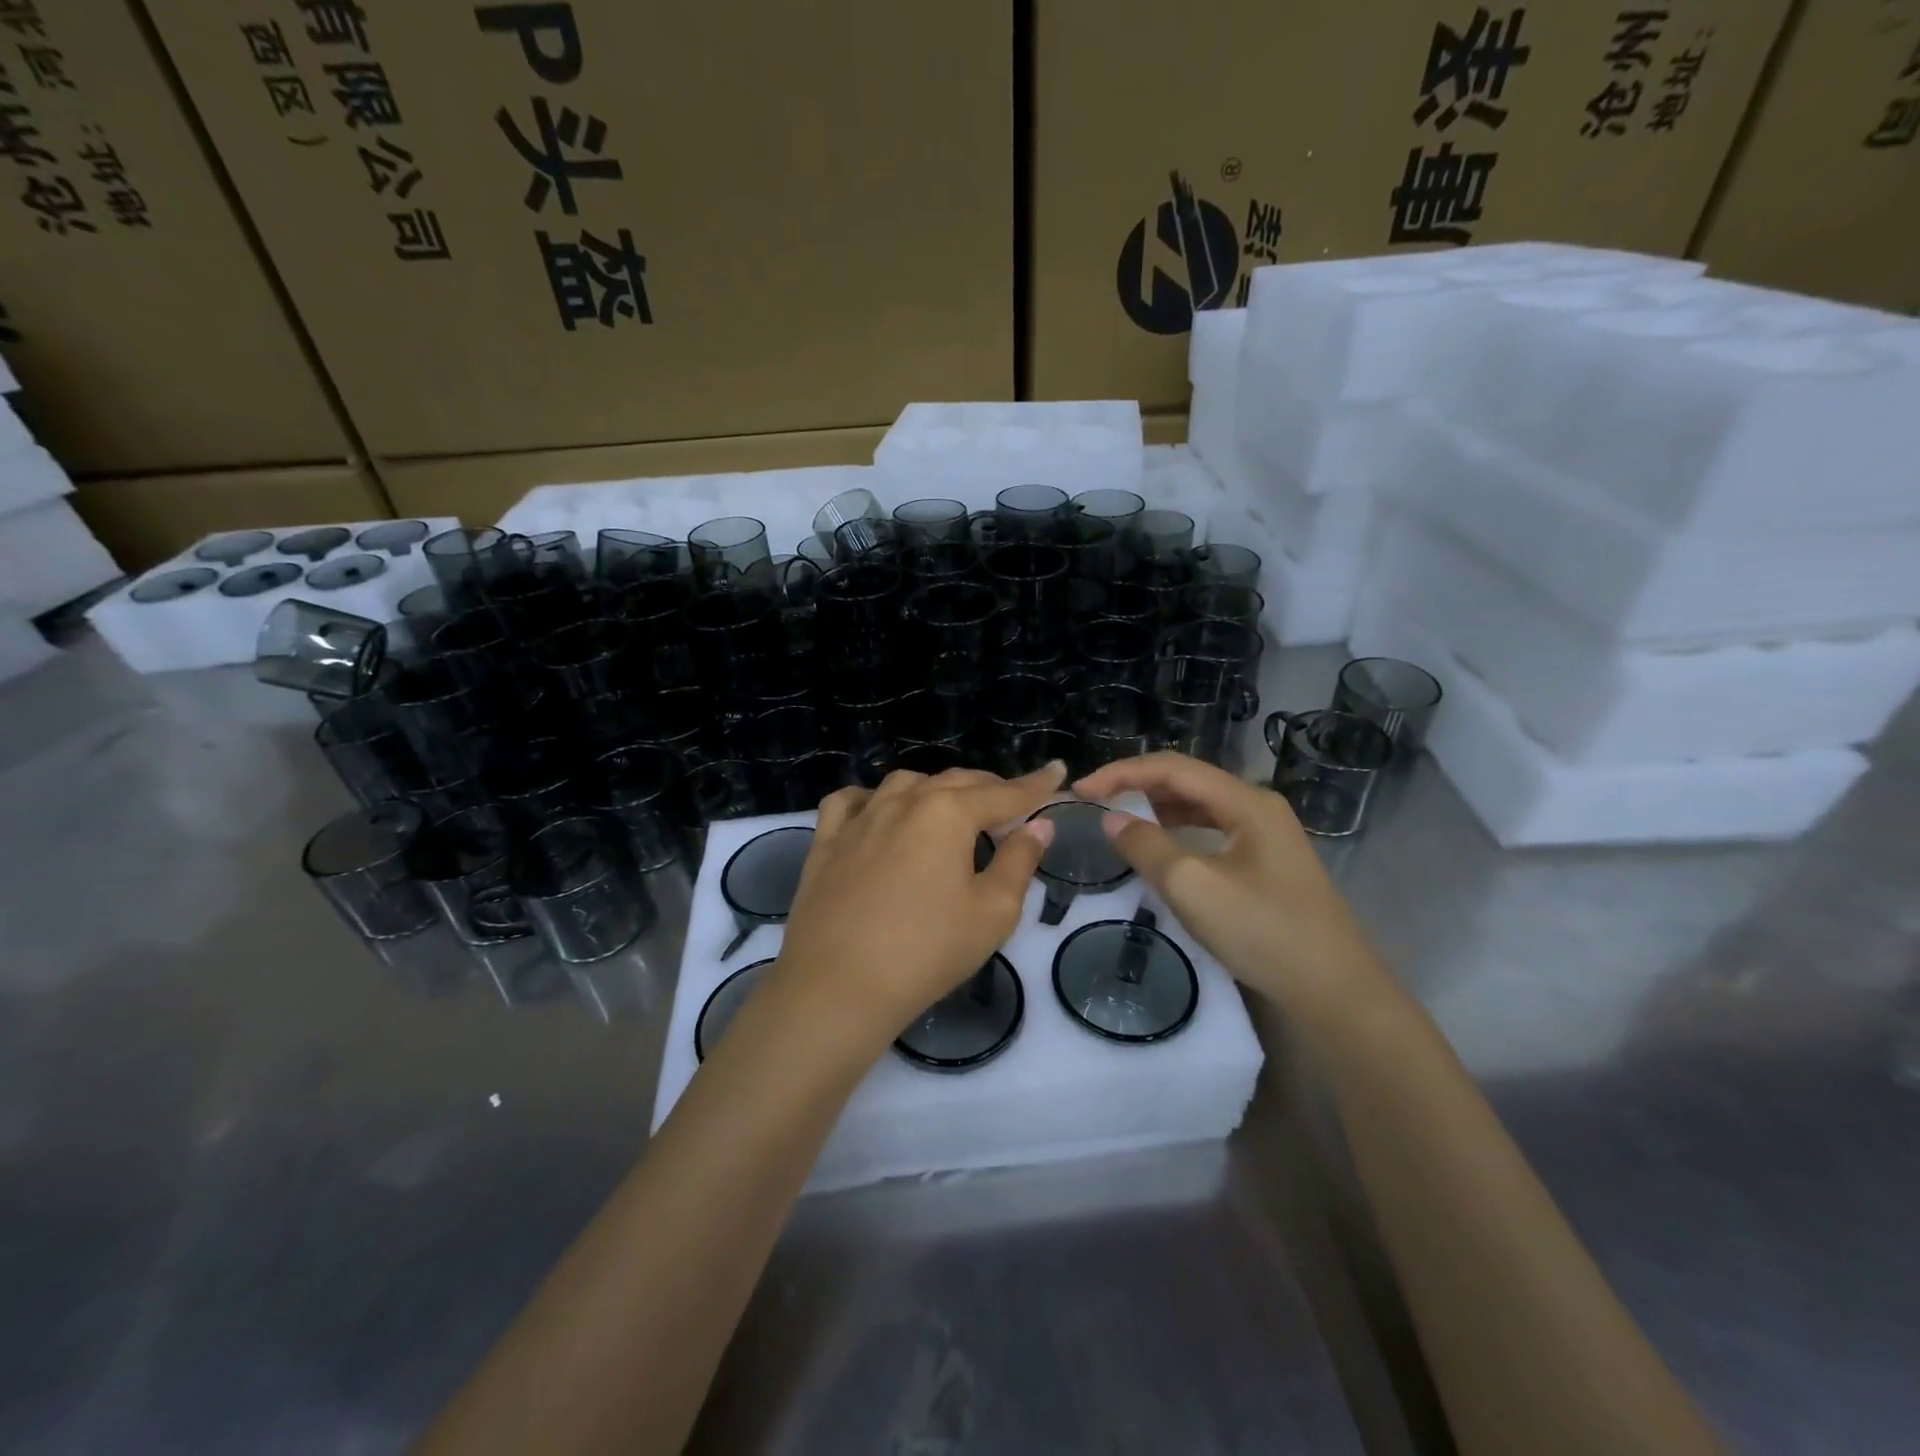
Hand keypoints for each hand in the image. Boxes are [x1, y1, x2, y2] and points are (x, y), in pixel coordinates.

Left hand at [772, 763, 1065, 1053]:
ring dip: (937, 789)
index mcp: (948, 812)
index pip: (1004, 794)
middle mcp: (904, 801)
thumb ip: (1019, 861)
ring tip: (952, 809)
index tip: (1057, 772)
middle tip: (1012, 803)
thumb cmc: (926, 952)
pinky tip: (879, 811)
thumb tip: (1039, 825)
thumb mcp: (992, 912)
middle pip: (956, 781)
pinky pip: (851, 802)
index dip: (1035, 786)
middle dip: (990, 787)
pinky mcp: (826, 840)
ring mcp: (860, 818)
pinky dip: (873, 798)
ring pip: (905, 784)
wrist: (837, 986)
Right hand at [1072, 753, 1387, 1024]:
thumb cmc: (1263, 931)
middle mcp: (1258, 807)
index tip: (1081, 790)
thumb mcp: (1193, 887)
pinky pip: (1211, 833)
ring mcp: (1266, 837)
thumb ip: (1146, 846)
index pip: (1173, 768)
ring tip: (1116, 820)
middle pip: (1187, 782)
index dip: (1122, 773)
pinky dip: (1177, 833)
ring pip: (1199, 808)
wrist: (1335, 992)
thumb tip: (1111, 819)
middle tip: (1093, 802)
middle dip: (1137, 786)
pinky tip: (1158, 848)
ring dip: (1156, 809)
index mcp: (1246, 801)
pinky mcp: (1266, 864)